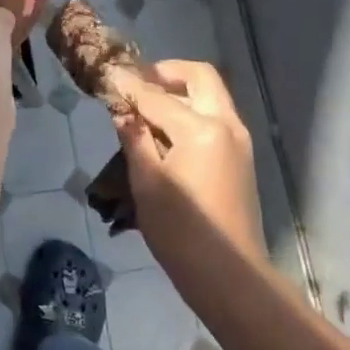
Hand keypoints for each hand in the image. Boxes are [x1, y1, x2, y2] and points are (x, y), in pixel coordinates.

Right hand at [112, 60, 265, 265]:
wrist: (230, 275)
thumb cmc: (181, 231)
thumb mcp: (146, 183)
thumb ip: (134, 139)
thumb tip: (123, 112)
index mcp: (201, 129)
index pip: (157, 96)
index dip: (129, 86)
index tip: (109, 76)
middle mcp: (226, 124)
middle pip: (200, 77)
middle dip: (167, 73)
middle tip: (139, 84)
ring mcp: (239, 140)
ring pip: (211, 95)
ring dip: (181, 91)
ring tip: (148, 107)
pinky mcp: (241, 157)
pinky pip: (216, 116)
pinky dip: (193, 111)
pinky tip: (167, 131)